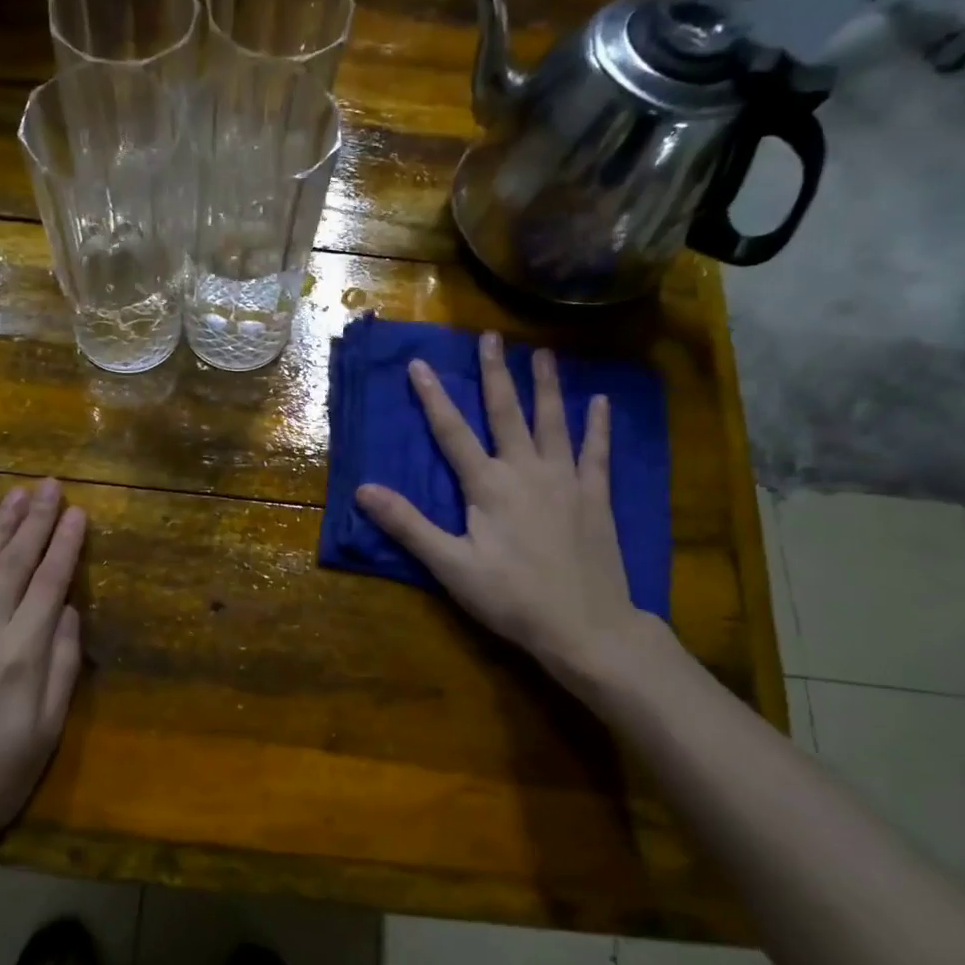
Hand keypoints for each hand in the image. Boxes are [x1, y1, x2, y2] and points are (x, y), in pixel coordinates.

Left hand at [0, 481, 85, 885]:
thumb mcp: (46, 734)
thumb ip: (63, 667)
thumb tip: (71, 612)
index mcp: (22, 654)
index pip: (51, 583)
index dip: (66, 544)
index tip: (79, 511)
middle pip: (15, 563)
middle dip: (36, 521)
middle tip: (49, 485)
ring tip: (15, 495)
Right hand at [356, 335, 654, 678]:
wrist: (586, 627)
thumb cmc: (511, 598)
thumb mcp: (450, 566)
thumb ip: (408, 525)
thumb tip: (364, 490)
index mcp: (488, 485)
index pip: (452, 432)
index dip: (433, 397)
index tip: (419, 363)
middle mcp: (526, 470)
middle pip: (506, 413)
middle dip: (495, 373)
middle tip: (490, 337)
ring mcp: (565, 480)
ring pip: (552, 422)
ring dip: (545, 386)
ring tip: (543, 353)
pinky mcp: (595, 496)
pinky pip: (597, 452)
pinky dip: (598, 426)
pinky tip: (601, 402)